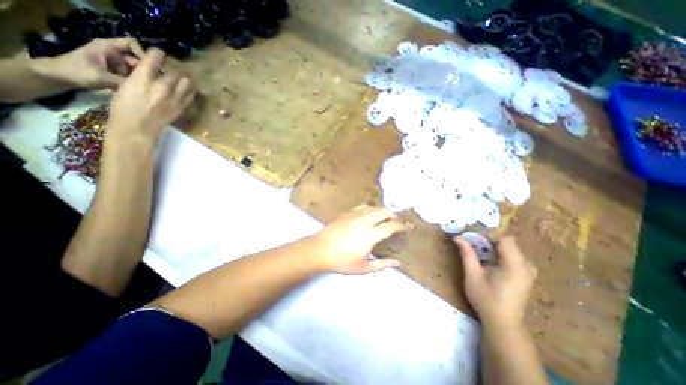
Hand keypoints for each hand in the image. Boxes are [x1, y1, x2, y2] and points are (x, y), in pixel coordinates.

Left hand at [35, 37, 143, 89]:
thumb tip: (149, 87)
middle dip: (144, 71)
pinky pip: (132, 74)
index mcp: (108, 47)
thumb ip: (127, 82)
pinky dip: (134, 81)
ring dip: (139, 78)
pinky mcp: (116, 70)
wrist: (58, 77)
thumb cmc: (77, 73)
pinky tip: (133, 89)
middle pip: (138, 59)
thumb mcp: (103, 78)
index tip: (150, 69)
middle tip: (147, 84)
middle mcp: (114, 52)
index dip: (144, 54)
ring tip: (139, 88)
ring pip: (137, 69)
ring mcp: (115, 61)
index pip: (132, 44)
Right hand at [108, 48, 195, 142]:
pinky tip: (182, 91)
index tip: (158, 55)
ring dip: (184, 80)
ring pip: (188, 83)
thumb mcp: (124, 85)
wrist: (137, 129)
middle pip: (177, 72)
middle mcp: (163, 87)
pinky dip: (188, 91)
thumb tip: (148, 69)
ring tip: (178, 81)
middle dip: (174, 69)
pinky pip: (190, 96)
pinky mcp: (182, 108)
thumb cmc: (123, 107)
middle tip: (168, 71)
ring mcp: (176, 99)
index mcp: (144, 78)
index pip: (157, 57)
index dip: (158, 53)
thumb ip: (140, 75)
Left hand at [313, 205, 405, 273]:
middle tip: (395, 223)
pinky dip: (371, 209)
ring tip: (384, 219)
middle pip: (384, 210)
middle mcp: (364, 220)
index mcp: (370, 234)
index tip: (405, 228)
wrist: (319, 250)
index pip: (391, 225)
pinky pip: (363, 206)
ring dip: (382, 211)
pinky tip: (369, 215)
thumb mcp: (363, 268)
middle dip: (393, 215)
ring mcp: (355, 214)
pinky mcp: (347, 212)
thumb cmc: (341, 261)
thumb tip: (397, 262)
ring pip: (374, 206)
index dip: (401, 226)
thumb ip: (382, 264)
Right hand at [454, 236, 534, 328]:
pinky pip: (510, 255)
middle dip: (487, 238)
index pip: (505, 238)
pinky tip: (485, 258)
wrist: (502, 322)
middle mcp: (526, 265)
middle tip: (470, 241)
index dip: (488, 233)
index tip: (471, 236)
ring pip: (508, 247)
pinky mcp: (524, 273)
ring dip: (490, 244)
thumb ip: (467, 253)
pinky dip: (496, 252)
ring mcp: (527, 270)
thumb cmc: (486, 299)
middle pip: (506, 241)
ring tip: (475, 248)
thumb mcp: (473, 274)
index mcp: (515, 265)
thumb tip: (457, 237)